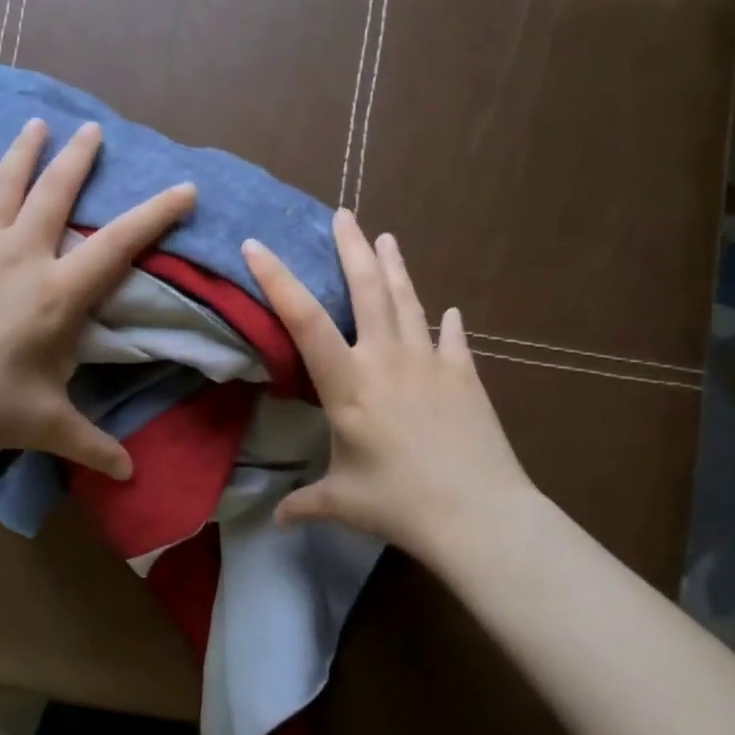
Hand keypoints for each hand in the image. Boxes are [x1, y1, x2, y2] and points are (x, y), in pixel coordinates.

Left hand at [0, 118, 195, 477]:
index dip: (156, 214)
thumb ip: (94, 446)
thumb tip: (130, 476)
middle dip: (79, 158)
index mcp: (59, 293)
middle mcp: (21, 256)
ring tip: (35, 125)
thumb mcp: (49, 427)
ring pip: (3, 186)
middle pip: (56, 193)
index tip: (184, 187)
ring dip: (22, 153)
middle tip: (92, 129)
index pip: (120, 244)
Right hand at [241, 211, 533, 560]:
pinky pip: (452, 339)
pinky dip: (448, 323)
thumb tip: (276, 520)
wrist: (478, 514)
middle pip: (367, 290)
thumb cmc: (400, 504)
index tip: (256, 246)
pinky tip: (449, 310)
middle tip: (344, 215)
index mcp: (349, 385)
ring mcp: (429, 363)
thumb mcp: (343, 502)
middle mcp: (387, 360)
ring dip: (395, 267)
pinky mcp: (464, 375)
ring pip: (408, 301)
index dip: (277, 280)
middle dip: (352, 248)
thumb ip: (305, 503)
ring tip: (387, 237)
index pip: (304, 321)